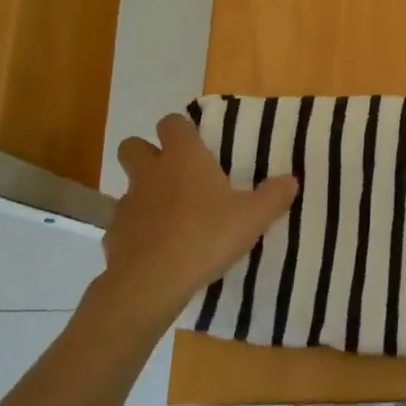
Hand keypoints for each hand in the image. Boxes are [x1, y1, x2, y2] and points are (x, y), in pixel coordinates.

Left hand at [87, 114, 296, 337]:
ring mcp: (127, 204)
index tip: (196, 144)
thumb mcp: (253, 217)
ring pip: (128, 186)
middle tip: (174, 173)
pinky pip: (123, 225)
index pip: (172, 123)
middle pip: (133, 146)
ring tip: (169, 216)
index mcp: (183, 157)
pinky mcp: (113, 236)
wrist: (152, 283)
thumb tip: (291, 180)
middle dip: (147, 153)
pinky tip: (155, 250)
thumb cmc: (206, 236)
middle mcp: (150, 172)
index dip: (181, 130)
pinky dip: (135, 231)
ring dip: (143, 194)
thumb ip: (274, 196)